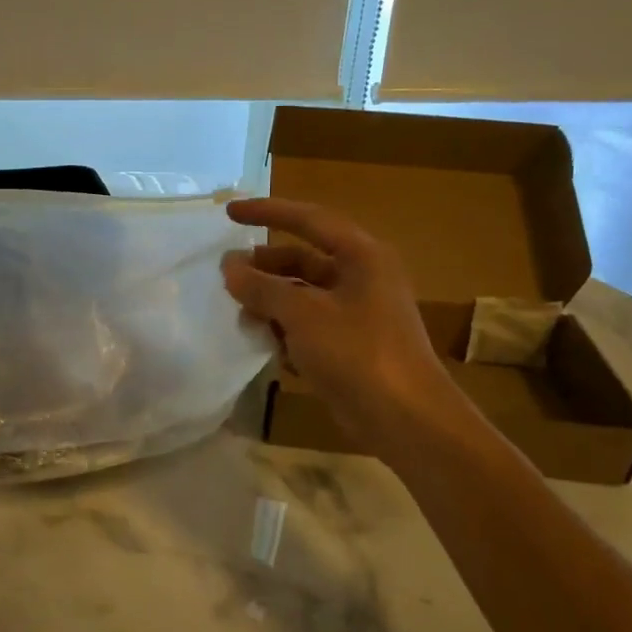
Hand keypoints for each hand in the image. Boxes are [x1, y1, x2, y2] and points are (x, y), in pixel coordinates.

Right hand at [222, 197, 451, 446]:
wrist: (405, 420)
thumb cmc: (357, 354)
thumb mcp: (303, 314)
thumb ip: (262, 287)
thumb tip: (229, 266)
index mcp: (361, 256)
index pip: (308, 220)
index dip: (267, 212)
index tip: (229, 213)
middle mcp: (361, 277)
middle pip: (302, 259)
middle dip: (264, 266)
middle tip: (226, 273)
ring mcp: (357, 313)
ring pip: (302, 294)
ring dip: (270, 301)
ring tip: (239, 312)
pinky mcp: (350, 345)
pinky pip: (308, 325)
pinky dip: (284, 329)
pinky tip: (262, 343)